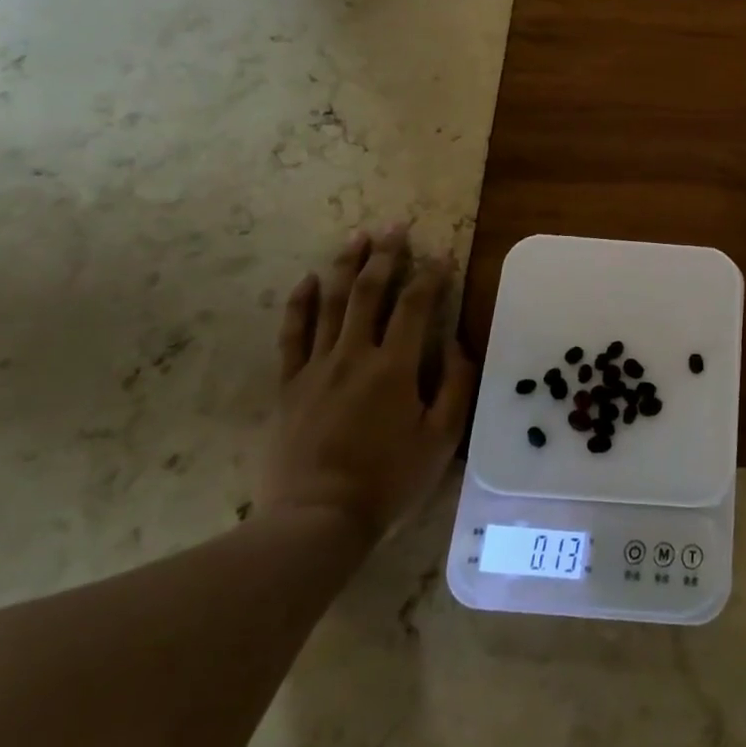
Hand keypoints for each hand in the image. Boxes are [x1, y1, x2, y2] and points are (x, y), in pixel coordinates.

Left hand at [259, 224, 476, 543]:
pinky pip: (292, 335)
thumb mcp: (441, 439)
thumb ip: (456, 386)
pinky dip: (299, 304)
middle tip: (395, 225)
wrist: (316, 521)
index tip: (442, 255)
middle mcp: (354, 355)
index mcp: (395, 366)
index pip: (416, 305)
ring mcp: (316, 367)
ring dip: (345, 265)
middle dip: (385, 254)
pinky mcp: (289, 385)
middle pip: (370, 291)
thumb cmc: (387, 480)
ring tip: (357, 236)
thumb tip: (457, 344)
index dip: (431, 275)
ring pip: (331, 303)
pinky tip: (308, 280)